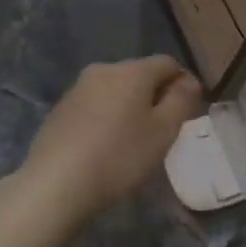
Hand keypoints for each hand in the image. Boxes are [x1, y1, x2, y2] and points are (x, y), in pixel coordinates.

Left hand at [18, 57, 202, 218]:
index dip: (183, 82)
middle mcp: (103, 70)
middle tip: (164, 129)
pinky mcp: (60, 109)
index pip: (167, 63)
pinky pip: (94, 106)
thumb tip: (189, 81)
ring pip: (115, 90)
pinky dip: (107, 118)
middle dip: (155, 95)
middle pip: (139, 74)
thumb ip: (182, 101)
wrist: (56, 183)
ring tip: (134, 140)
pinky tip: (106, 146)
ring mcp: (77, 89)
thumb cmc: (120, 156)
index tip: (189, 110)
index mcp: (132, 71)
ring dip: (129, 107)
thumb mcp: (163, 131)